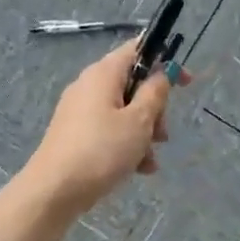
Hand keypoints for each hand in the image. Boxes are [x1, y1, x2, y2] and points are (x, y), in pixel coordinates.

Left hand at [22, 40, 186, 214]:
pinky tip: (138, 169)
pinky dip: (126, 144)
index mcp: (103, 73)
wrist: (53, 191)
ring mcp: (79, 111)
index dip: (165, 60)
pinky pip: (109, 130)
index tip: (186, 82)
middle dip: (154, 108)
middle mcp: (89, 85)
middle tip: (162, 134)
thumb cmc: (101, 150)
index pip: (137, 49)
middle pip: (132, 84)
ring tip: (150, 161)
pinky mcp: (75, 135)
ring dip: (143, 132)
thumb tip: (162, 73)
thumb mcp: (138, 121)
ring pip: (123, 111)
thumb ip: (155, 93)